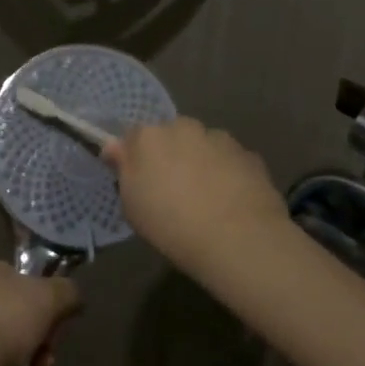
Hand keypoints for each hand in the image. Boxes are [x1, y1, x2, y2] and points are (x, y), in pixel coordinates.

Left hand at [0, 258, 82, 365]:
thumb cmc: (10, 317)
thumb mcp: (51, 295)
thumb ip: (68, 290)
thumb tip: (73, 297)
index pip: (22, 275)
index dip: (45, 293)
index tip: (59, 312)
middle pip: (22, 307)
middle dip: (44, 329)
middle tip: (52, 343)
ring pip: (14, 333)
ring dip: (37, 349)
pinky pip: (2, 354)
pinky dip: (21, 363)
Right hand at [102, 117, 287, 267]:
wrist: (237, 238)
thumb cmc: (171, 224)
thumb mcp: (132, 206)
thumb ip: (124, 170)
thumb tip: (115, 148)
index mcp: (149, 136)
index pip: (134, 136)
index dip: (136, 157)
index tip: (139, 180)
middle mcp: (184, 127)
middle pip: (172, 136)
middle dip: (171, 155)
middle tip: (173, 191)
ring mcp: (220, 138)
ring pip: (203, 146)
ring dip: (201, 162)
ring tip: (206, 199)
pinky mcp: (249, 155)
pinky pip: (230, 161)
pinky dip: (227, 174)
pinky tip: (230, 202)